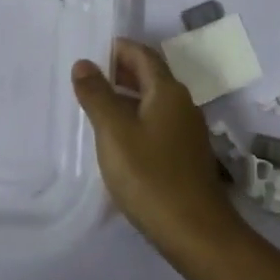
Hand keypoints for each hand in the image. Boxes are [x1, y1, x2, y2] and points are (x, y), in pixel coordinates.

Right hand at [72, 38, 247, 263]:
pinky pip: (159, 123)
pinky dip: (138, 118)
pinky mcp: (187, 155)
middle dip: (122, 71)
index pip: (143, 55)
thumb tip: (84, 63)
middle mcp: (183, 104)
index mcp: (168, 92)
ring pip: (155, 101)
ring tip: (98, 106)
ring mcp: (188, 131)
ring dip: (129, 96)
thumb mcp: (114, 133)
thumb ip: (97, 96)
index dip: (118, 49)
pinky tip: (120, 138)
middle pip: (152, 76)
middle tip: (89, 77)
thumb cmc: (150, 176)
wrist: (195, 230)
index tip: (92, 52)